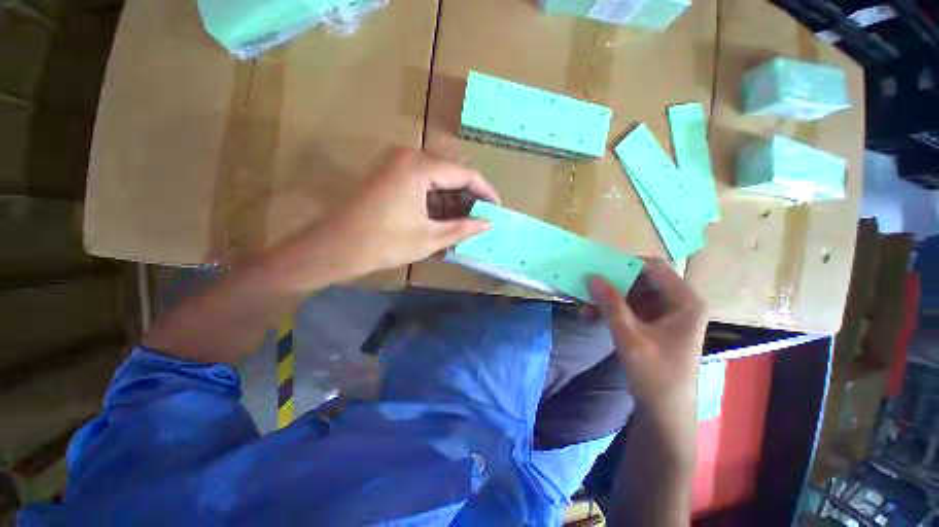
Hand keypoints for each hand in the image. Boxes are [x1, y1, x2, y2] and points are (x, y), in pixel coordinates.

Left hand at [304, 149, 500, 279]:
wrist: (334, 247)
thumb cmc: (384, 243)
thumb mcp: (429, 238)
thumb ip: (462, 228)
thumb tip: (487, 223)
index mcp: (420, 168)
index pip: (465, 173)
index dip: (485, 191)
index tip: (497, 208)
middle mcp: (408, 157)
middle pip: (451, 172)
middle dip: (468, 195)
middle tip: (480, 217)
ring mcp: (396, 163)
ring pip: (437, 177)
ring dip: (452, 198)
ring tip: (463, 222)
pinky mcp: (389, 174)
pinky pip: (422, 181)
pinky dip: (435, 198)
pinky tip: (442, 217)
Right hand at [588, 259, 705, 439]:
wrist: (664, 412)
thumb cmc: (656, 374)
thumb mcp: (630, 336)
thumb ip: (611, 304)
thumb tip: (591, 276)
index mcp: (684, 301)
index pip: (654, 268)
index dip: (625, 264)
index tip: (598, 267)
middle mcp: (677, 303)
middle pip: (641, 280)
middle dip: (611, 284)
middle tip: (587, 286)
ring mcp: (664, 315)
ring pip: (631, 294)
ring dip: (607, 299)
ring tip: (584, 305)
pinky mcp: (652, 325)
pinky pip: (628, 309)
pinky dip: (610, 310)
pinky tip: (590, 316)